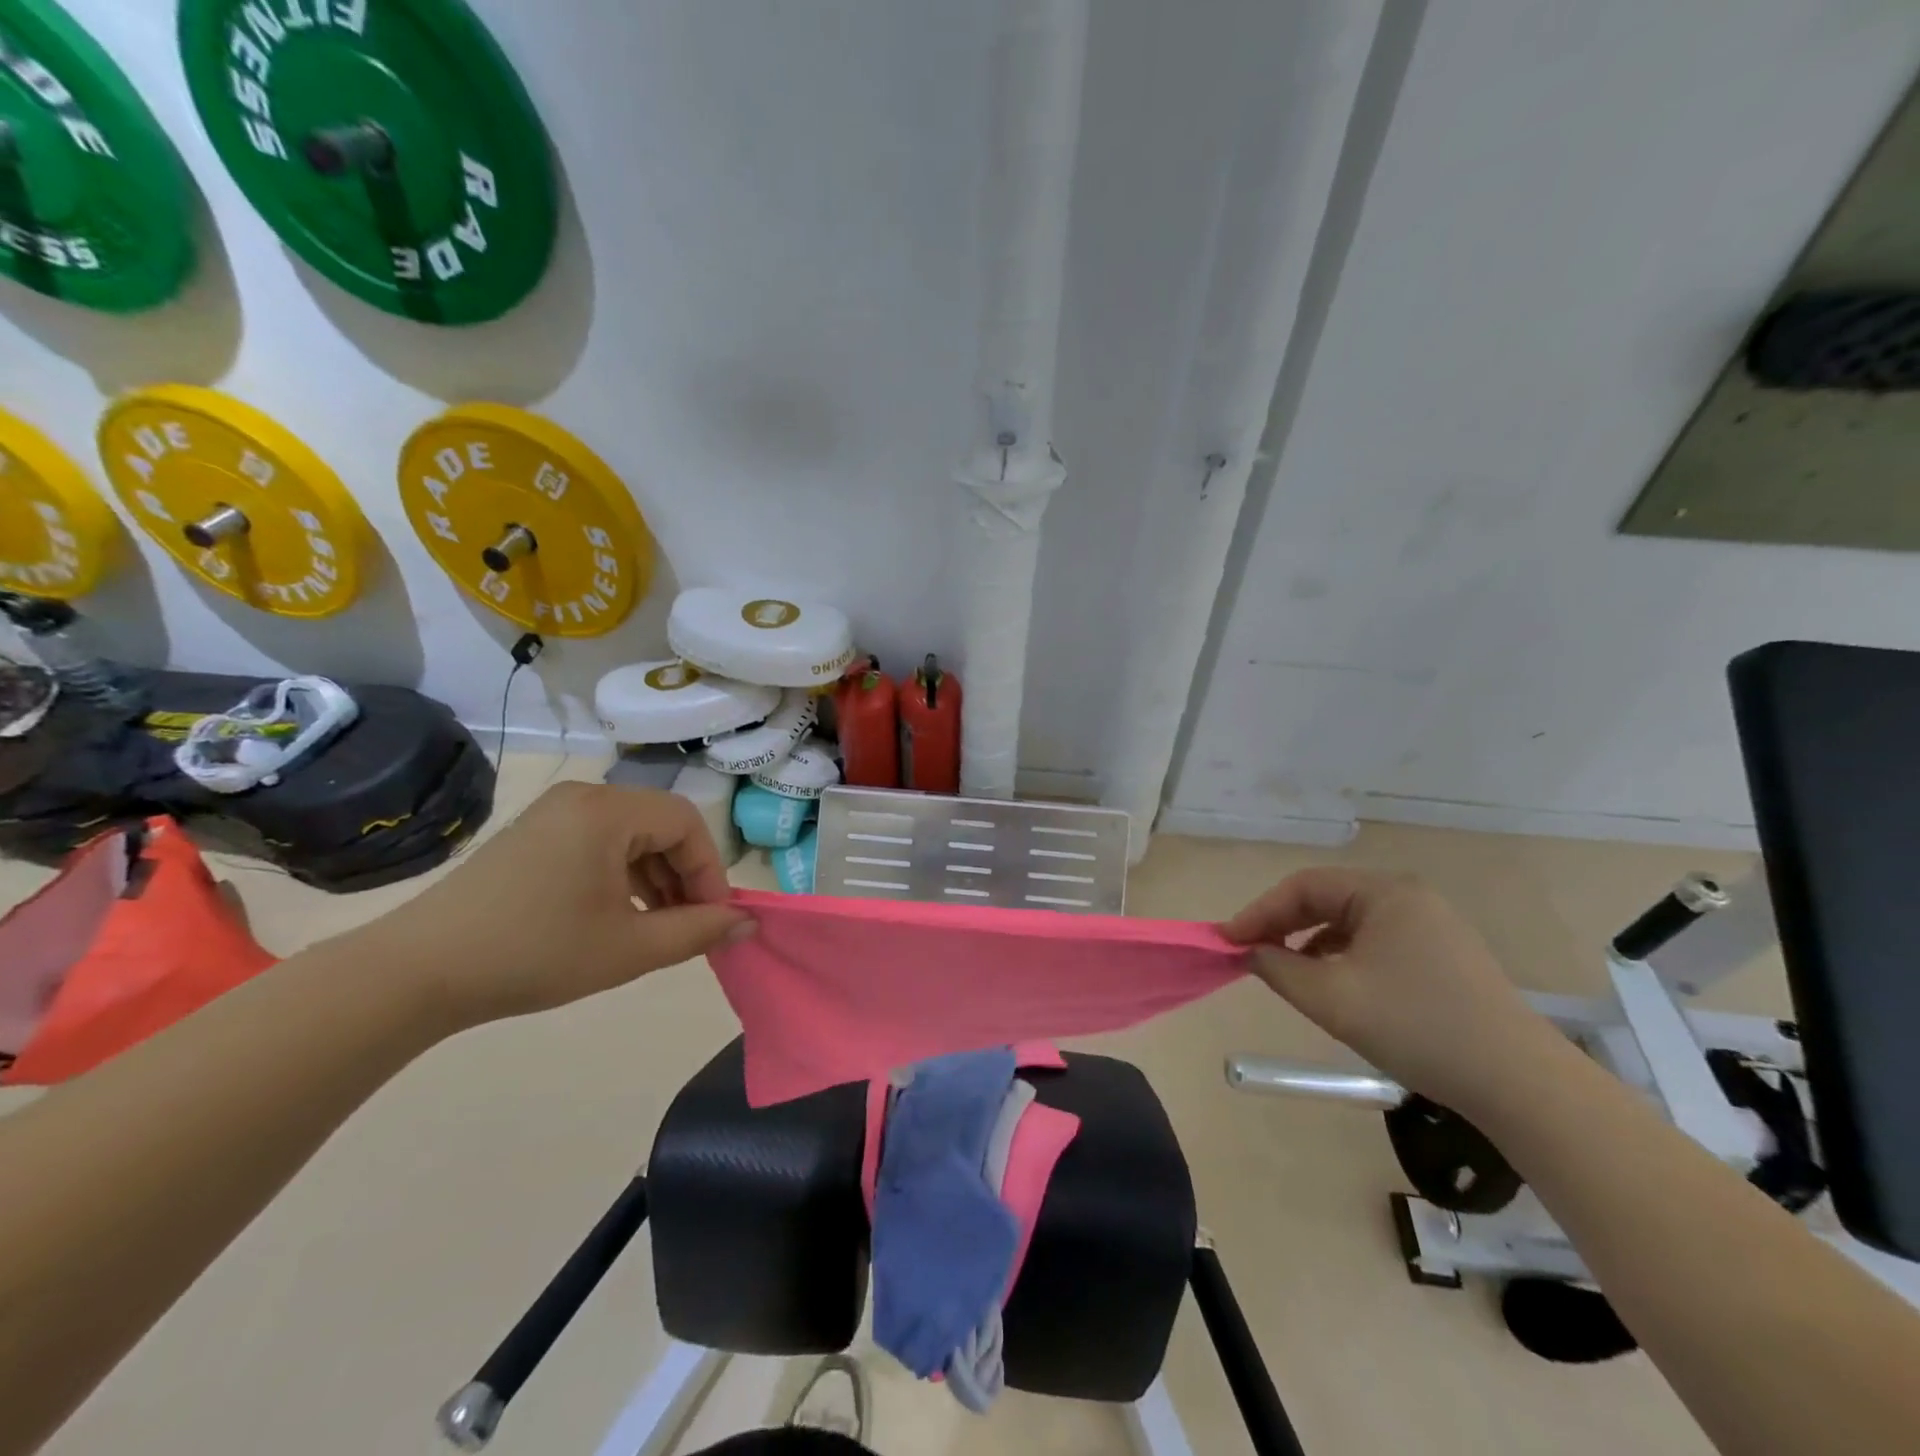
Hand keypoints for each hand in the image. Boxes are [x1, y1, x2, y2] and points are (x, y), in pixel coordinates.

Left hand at [360, 781, 752, 1033]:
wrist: (416, 973)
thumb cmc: (535, 953)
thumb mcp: (628, 948)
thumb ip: (698, 931)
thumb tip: (747, 922)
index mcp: (608, 811)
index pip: (688, 823)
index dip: (710, 871)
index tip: (713, 919)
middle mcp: (583, 798)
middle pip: (660, 824)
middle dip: (683, 875)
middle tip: (688, 925)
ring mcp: (552, 814)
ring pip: (631, 835)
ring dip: (654, 876)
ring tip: (655, 926)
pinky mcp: (531, 835)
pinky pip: (598, 843)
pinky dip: (621, 874)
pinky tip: (616, 915)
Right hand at [1223, 868, 1565, 1115]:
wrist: (1519, 1083)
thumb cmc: (1417, 1027)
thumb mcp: (1331, 998)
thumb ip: (1277, 968)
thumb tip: (1249, 952)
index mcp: (1384, 892)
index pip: (1303, 887)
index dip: (1259, 912)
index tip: (1226, 941)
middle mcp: (1408, 897)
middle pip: (1326, 899)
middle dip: (1283, 925)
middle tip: (1249, 953)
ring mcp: (1430, 925)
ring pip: (1349, 922)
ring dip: (1309, 941)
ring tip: (1285, 970)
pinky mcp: (1442, 955)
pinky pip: (1374, 941)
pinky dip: (1341, 956)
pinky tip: (1331, 983)